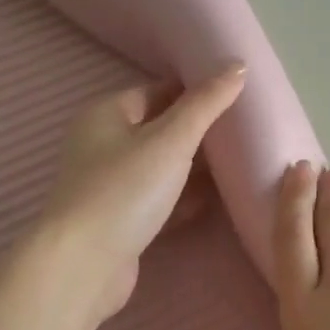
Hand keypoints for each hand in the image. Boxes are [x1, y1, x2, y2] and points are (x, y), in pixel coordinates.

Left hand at [35, 64, 246, 322]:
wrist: (84, 266)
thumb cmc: (125, 190)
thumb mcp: (171, 140)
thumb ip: (206, 103)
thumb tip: (238, 64)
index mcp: (106, 114)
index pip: (158, 91)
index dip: (196, 91)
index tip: (238, 96)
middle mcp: (103, 144)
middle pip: (160, 129)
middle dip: (199, 131)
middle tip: (245, 131)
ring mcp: (110, 184)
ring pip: (161, 166)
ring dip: (194, 167)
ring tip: (240, 163)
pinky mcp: (120, 219)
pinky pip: (159, 198)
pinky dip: (183, 197)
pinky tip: (215, 201)